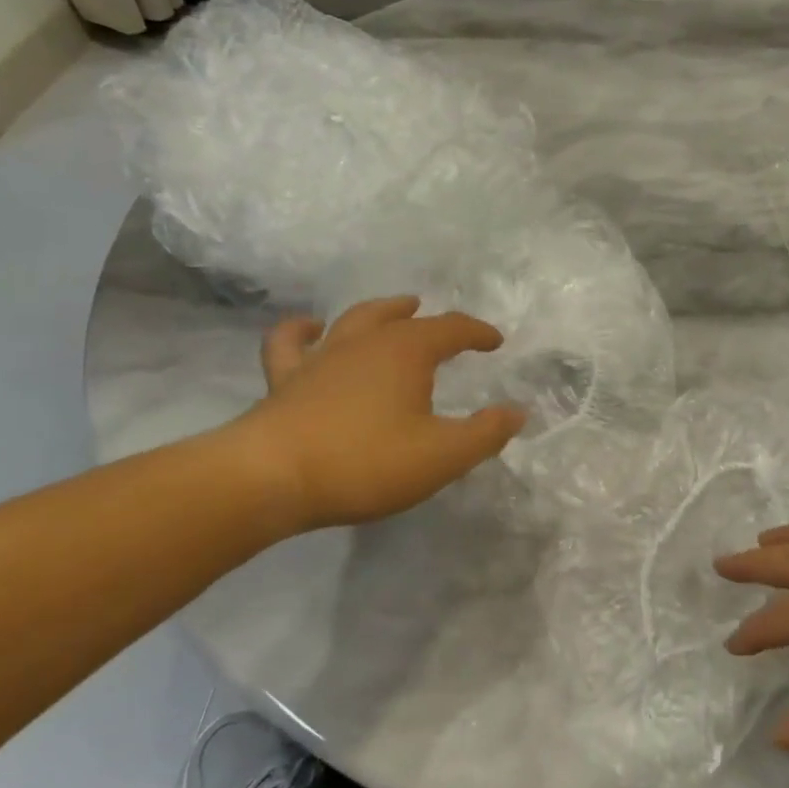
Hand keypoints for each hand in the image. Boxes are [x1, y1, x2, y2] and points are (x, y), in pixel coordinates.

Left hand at [228, 296, 526, 531]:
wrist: (271, 478)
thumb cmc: (366, 463)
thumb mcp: (442, 455)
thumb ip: (485, 433)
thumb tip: (517, 411)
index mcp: (406, 352)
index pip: (451, 329)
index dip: (476, 332)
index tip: (495, 341)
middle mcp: (364, 343)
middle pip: (400, 317)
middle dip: (425, 318)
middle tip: (434, 315)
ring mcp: (320, 358)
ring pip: (353, 321)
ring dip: (377, 312)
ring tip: (391, 310)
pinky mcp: (284, 381)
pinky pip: (290, 343)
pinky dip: (301, 330)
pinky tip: (310, 329)